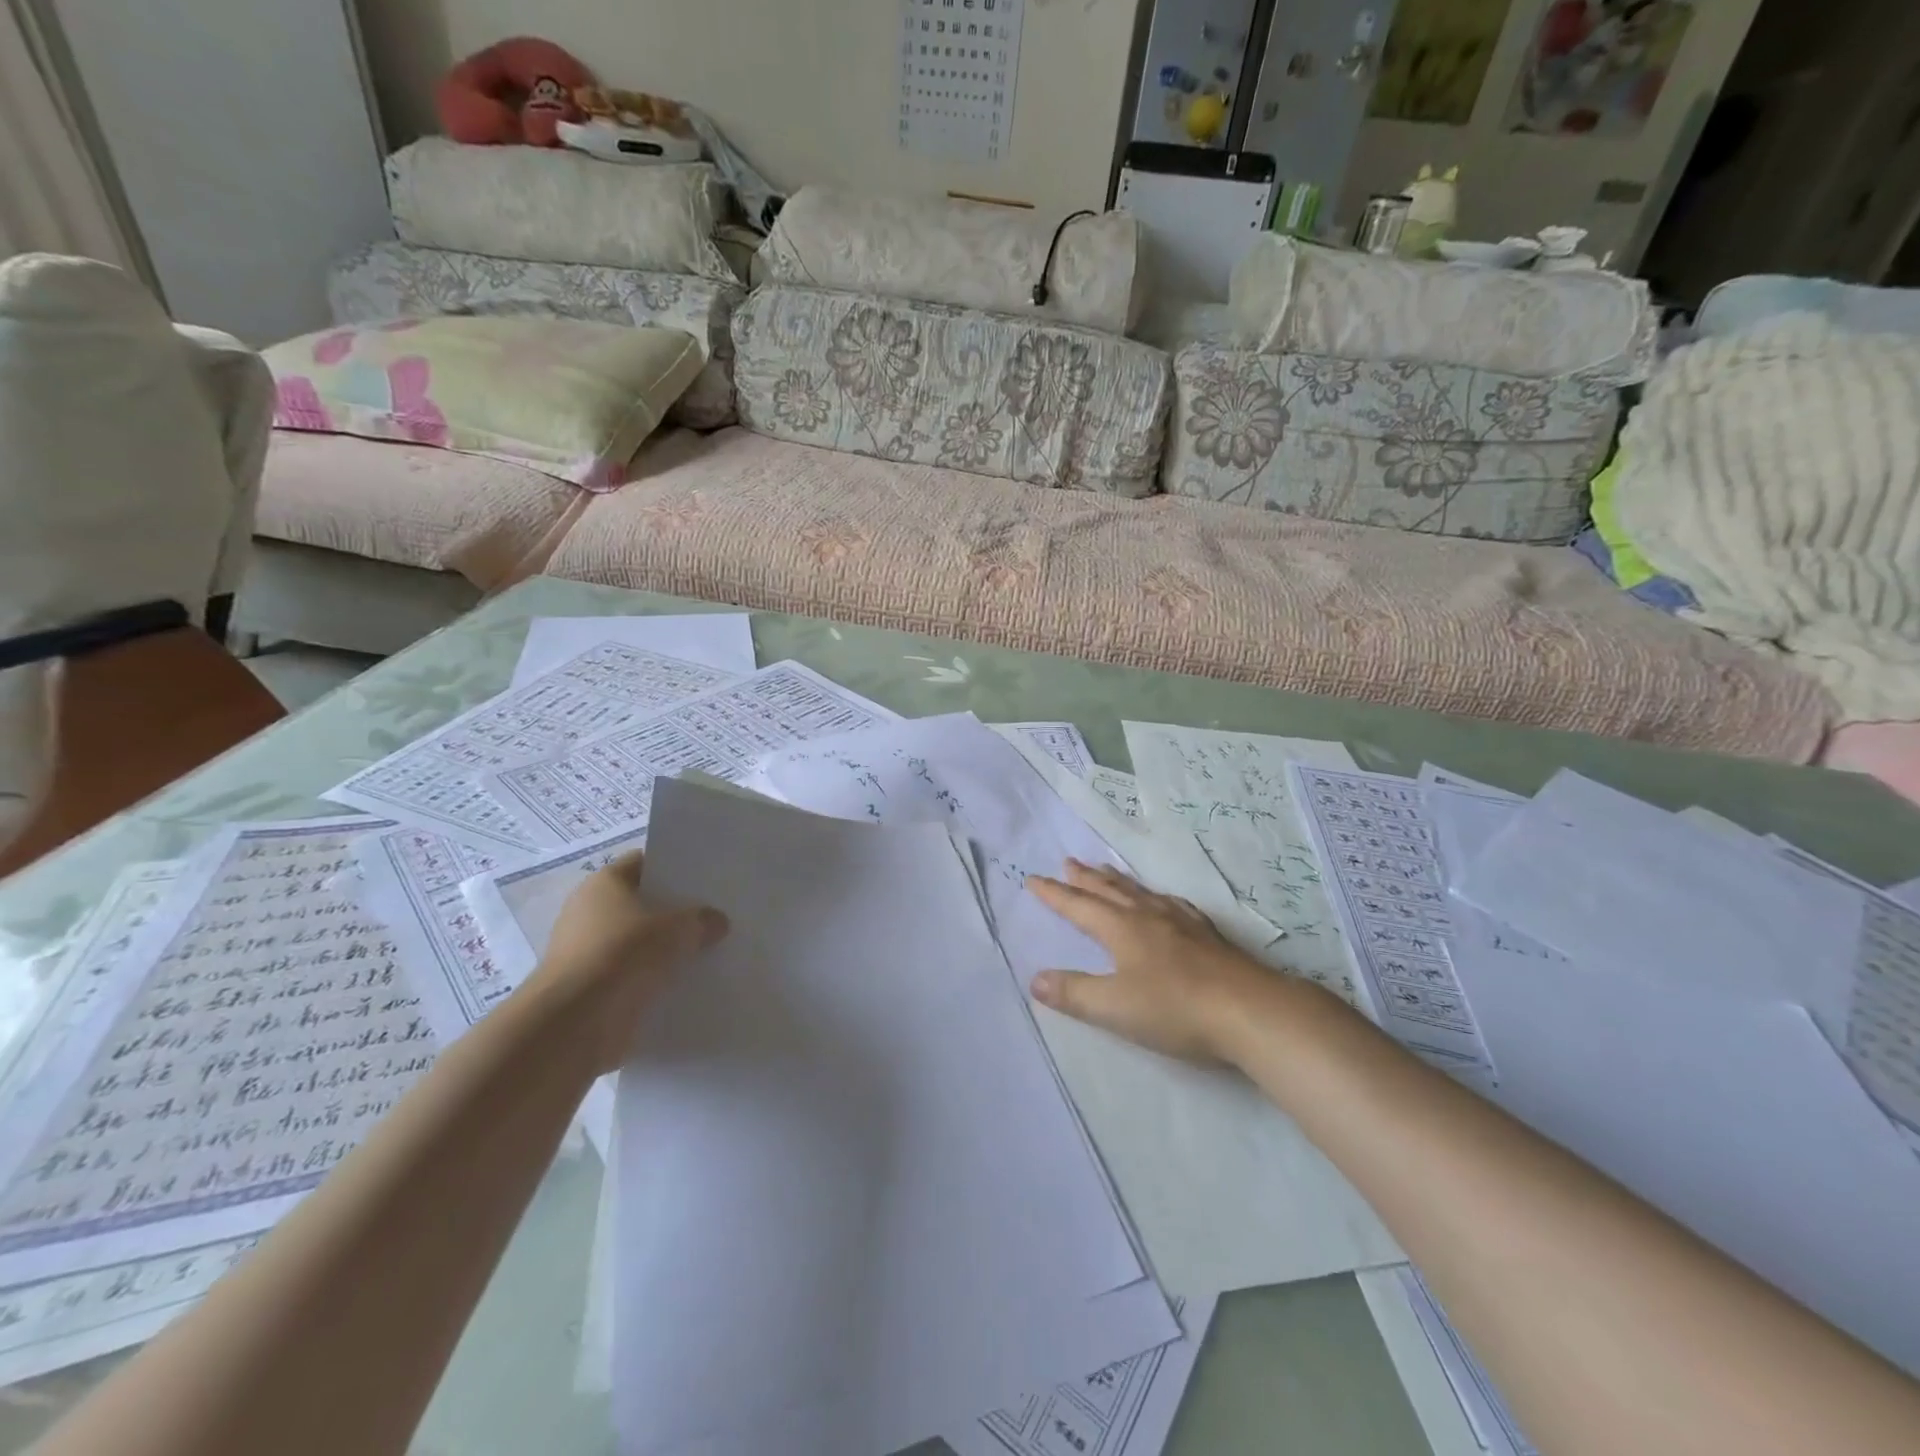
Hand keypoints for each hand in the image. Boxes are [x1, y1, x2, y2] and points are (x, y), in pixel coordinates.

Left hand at [526, 850, 728, 1071]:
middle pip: (641, 904)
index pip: (643, 863)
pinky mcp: (592, 990)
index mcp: (603, 884)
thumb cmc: (621, 956)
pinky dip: (654, 980)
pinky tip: (687, 983)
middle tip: (715, 914)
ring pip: (638, 942)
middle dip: (674, 911)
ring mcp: (588, 953)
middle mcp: (589, 913)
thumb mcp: (676, 930)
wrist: (573, 1026)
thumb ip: (700, 920)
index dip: (674, 867)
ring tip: (709, 949)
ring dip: (665, 949)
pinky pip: (633, 976)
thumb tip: (717, 921)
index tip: (706, 877)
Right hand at [1025, 859, 1281, 1063]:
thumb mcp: (1115, 1007)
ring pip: (1140, 892)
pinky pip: (1172, 903)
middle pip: (1110, 891)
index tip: (1033, 879)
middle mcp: (1148, 916)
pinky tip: (1165, 901)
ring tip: (1106, 870)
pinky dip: (1156, 896)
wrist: (1250, 1010)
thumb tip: (1035, 978)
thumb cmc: (1175, 1009)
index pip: (1079, 906)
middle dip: (1085, 878)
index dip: (1054, 894)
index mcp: (1122, 929)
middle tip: (1068, 862)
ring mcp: (1181, 923)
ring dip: (1118, 881)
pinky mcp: (1207, 935)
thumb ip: (1074, 993)